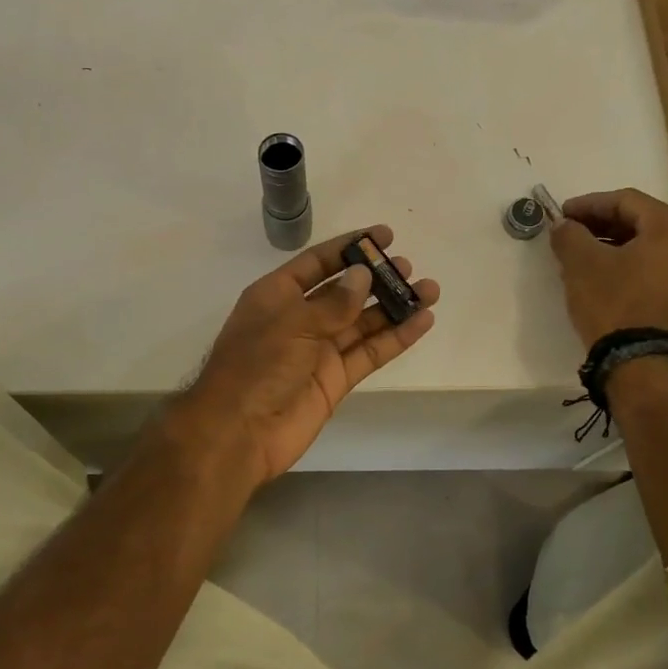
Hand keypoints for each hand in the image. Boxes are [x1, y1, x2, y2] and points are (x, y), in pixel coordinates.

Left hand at [177, 227, 439, 487]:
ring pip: (363, 322)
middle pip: (344, 292)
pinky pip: (369, 352)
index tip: (384, 235)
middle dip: (376, 278)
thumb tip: (363, 275)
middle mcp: (299, 318)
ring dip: (394, 306)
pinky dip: (395, 338)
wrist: (239, 432)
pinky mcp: (336, 379)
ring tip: (429, 290)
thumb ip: (333, 302)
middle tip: (408, 268)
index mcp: (277, 295)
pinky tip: (422, 322)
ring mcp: (319, 350)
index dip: (349, 248)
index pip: (317, 263)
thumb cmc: (256, 366)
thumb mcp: (293, 323)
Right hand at [549, 189, 667, 348]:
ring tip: (585, 255)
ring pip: (653, 246)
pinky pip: (661, 269)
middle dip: (603, 225)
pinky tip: (608, 275)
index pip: (625, 201)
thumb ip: (569, 234)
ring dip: (617, 245)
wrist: (641, 362)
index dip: (588, 205)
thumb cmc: (614, 303)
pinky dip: (634, 265)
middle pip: (643, 222)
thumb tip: (563, 225)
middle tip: (572, 233)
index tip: (561, 215)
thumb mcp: (581, 263)